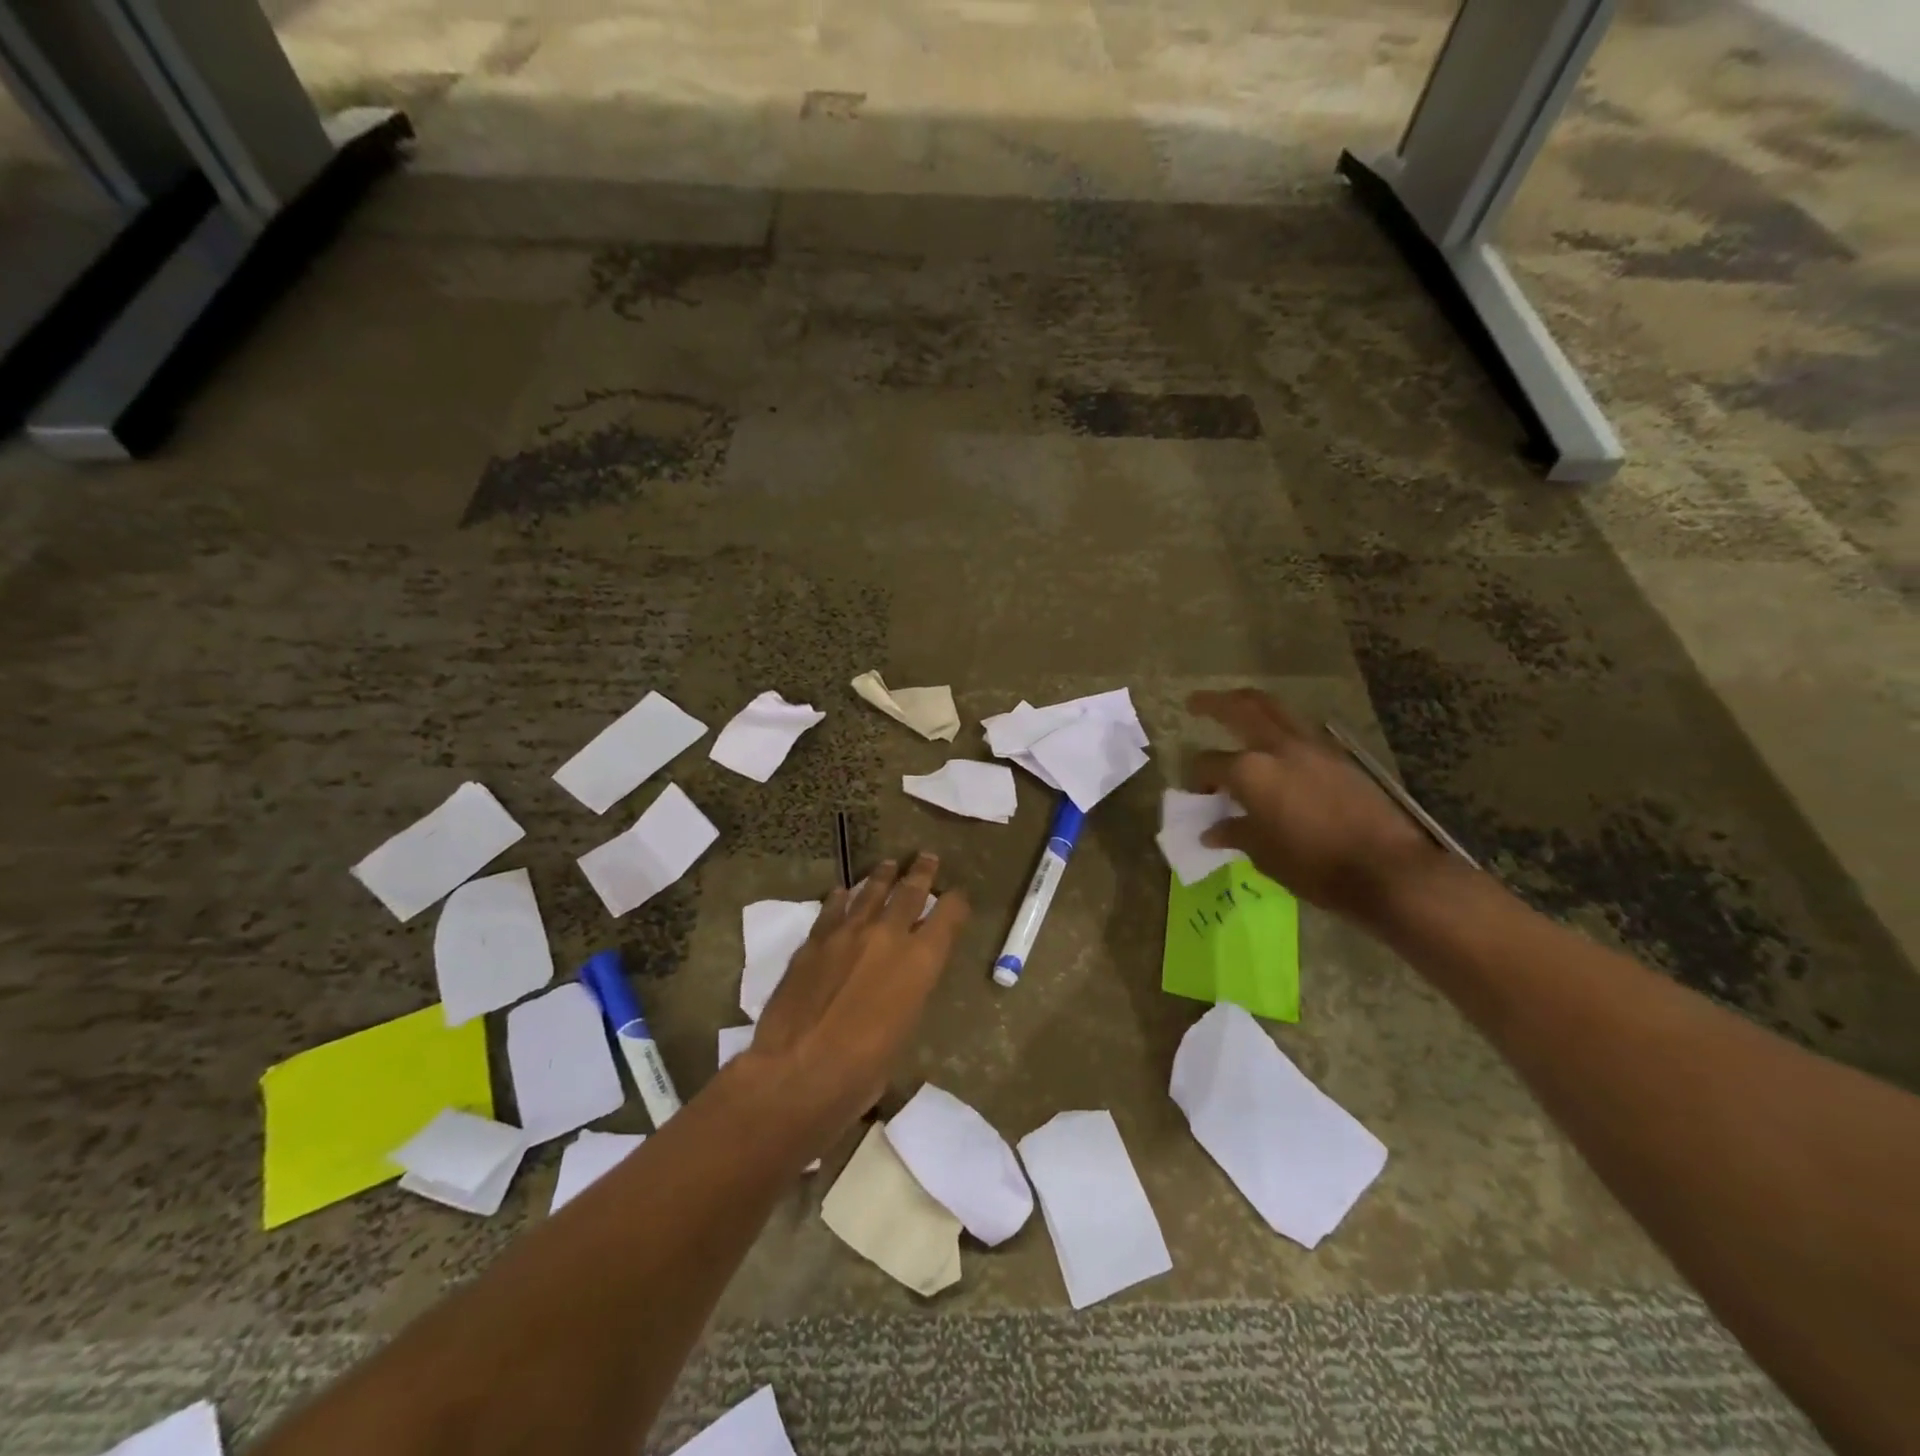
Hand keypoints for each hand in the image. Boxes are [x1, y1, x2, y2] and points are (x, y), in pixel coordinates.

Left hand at [739, 853, 968, 1151]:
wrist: (800, 1069)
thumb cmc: (864, 1069)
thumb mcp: (905, 1030)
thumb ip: (909, 992)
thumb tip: (904, 980)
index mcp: (921, 961)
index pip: (948, 916)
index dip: (956, 902)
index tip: (958, 896)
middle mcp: (888, 936)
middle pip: (910, 892)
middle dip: (922, 873)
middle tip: (926, 857)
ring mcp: (848, 933)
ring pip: (870, 893)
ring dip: (882, 877)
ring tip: (888, 865)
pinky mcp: (814, 940)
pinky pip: (832, 910)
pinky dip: (840, 898)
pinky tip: (840, 892)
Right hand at [1187, 689, 1447, 923]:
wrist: (1386, 869)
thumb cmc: (1312, 866)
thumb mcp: (1263, 854)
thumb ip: (1235, 833)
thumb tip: (1212, 831)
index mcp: (1250, 771)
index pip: (1208, 763)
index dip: (1198, 779)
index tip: (1201, 796)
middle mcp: (1278, 748)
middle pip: (1241, 708)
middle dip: (1214, 702)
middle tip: (1194, 702)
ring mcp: (1312, 748)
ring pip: (1274, 709)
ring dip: (1250, 705)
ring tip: (1235, 709)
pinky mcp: (1338, 757)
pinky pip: (1300, 730)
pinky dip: (1279, 728)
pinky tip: (1275, 746)